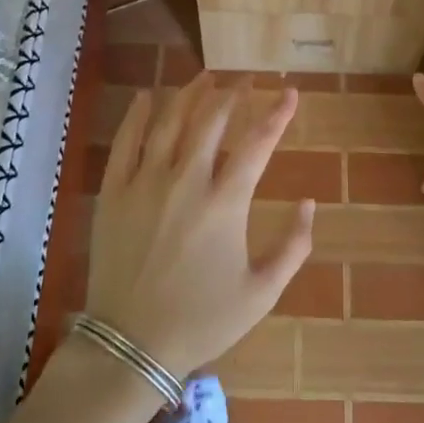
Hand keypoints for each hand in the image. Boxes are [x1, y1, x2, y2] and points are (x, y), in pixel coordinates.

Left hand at [86, 74, 315, 378]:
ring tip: (205, 77)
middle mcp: (186, 181)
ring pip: (169, 122)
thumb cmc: (201, 320)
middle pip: (212, 121)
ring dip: (190, 94)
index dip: (277, 113)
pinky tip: (145, 97)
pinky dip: (136, 114)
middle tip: (245, 80)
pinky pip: (125, 141)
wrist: (132, 344)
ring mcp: (145, 183)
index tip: (290, 92)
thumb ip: (293, 247)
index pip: (257, 143)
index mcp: (225, 203)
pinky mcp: (114, 192)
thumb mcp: (261, 293)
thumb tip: (309, 203)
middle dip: (233, 94)